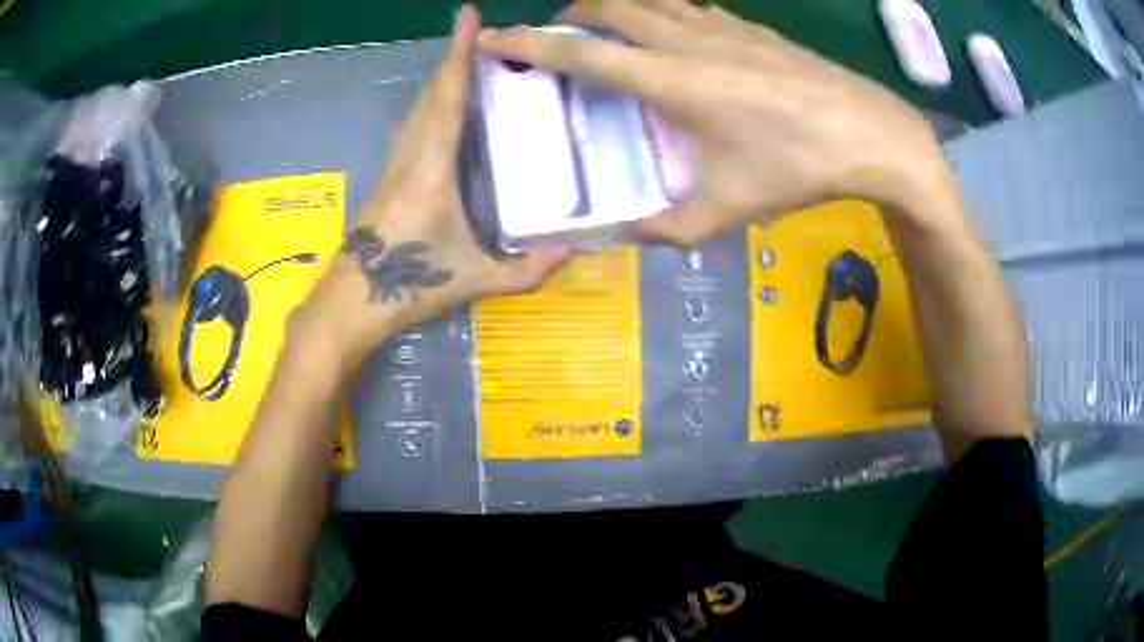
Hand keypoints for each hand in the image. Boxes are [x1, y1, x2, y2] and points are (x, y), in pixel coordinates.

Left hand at [294, 5, 569, 364]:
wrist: (350, 301)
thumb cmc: (408, 285)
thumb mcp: (472, 280)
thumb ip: (525, 271)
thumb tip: (573, 252)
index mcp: (431, 168)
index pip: (447, 98)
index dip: (458, 54)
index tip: (467, 15)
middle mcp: (410, 154)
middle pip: (432, 93)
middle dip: (454, 58)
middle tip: (483, 35)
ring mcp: (395, 164)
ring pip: (419, 107)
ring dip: (442, 79)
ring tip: (471, 62)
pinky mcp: (389, 176)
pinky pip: (414, 125)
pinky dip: (433, 104)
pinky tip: (447, 108)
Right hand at [478, 0, 954, 245]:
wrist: (871, 134)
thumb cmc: (800, 167)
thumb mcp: (733, 207)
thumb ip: (674, 228)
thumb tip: (634, 238)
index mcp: (673, 80)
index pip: (583, 53)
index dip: (531, 45)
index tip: (494, 39)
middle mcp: (689, 40)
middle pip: (612, 5)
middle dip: (572, 12)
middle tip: (558, 34)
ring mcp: (723, 26)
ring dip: (617, 5)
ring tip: (605, 26)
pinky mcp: (750, 28)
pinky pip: (690, 5)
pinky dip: (663, 10)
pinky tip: (672, 31)